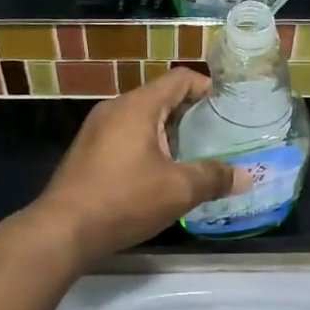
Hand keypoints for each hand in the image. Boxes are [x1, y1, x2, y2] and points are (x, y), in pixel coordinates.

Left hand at [28, 69, 247, 265]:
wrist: (61, 231)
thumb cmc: (123, 200)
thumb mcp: (178, 190)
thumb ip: (214, 177)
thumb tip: (248, 176)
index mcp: (138, 105)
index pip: (180, 78)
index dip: (207, 88)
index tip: (228, 109)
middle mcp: (116, 107)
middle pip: (161, 97)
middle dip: (191, 114)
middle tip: (217, 136)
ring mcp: (97, 128)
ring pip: (142, 118)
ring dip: (168, 132)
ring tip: (193, 156)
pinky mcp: (87, 150)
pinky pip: (125, 135)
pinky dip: (147, 145)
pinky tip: (159, 174)